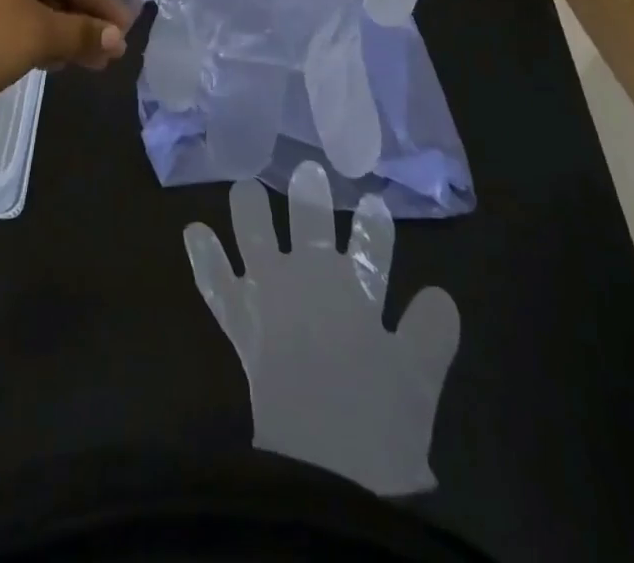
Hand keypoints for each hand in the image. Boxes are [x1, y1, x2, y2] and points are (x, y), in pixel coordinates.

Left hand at [0, 0, 130, 113]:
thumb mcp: (43, 35)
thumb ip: (83, 34)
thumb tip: (118, 39)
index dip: (103, 5)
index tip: (126, 30)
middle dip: (85, 24)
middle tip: (111, 53)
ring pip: (39, 13)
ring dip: (66, 37)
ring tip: (91, 64)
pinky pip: (19, 26)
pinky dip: (40, 42)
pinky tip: (57, 63)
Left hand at [184, 162, 460, 494]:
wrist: (324, 463)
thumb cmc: (378, 423)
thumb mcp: (419, 380)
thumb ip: (431, 333)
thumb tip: (440, 295)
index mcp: (357, 291)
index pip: (371, 246)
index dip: (374, 226)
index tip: (373, 203)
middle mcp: (312, 279)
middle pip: (311, 225)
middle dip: (310, 198)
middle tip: (307, 171)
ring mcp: (271, 295)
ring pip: (257, 237)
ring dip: (250, 210)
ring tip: (244, 185)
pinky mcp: (242, 320)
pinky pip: (217, 283)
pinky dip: (205, 258)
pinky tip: (193, 230)